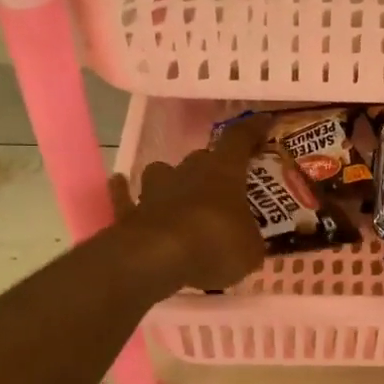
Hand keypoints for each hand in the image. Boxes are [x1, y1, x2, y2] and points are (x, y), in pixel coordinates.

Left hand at [110, 114, 269, 292]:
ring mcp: (154, 191)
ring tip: (177, 192)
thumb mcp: (250, 251)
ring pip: (161, 172)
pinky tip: (120, 184)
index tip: (263, 122)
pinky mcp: (128, 213)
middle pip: (200, 158)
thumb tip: (249, 241)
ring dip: (170, 179)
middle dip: (211, 167)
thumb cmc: (215, 246)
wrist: (157, 260)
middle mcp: (187, 172)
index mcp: (223, 173)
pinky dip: (123, 191)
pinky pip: (124, 196)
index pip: (239, 140)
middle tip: (223, 182)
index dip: (252, 130)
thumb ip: (250, 240)